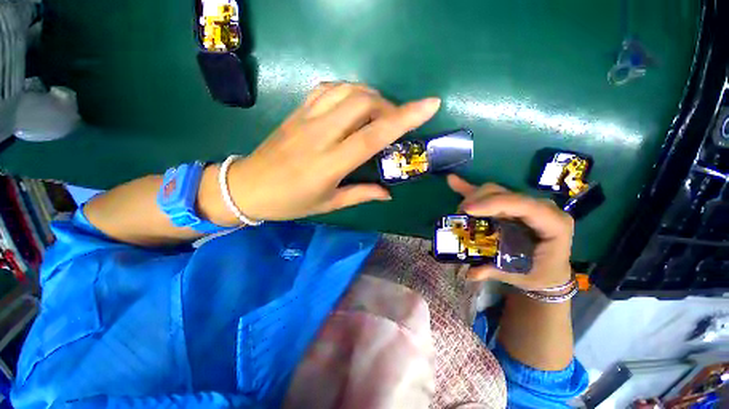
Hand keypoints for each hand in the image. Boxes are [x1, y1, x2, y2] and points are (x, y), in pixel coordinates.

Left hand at [227, 83, 440, 220]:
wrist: (247, 187)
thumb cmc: (290, 202)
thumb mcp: (329, 204)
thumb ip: (361, 194)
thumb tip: (388, 194)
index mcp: (330, 164)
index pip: (373, 135)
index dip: (404, 118)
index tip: (429, 104)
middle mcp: (320, 135)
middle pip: (363, 102)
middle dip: (388, 106)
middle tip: (394, 122)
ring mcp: (306, 119)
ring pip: (347, 90)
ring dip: (370, 96)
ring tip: (377, 113)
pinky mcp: (297, 111)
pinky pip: (328, 89)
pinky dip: (349, 91)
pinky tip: (354, 104)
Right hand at [447, 175, 573, 290]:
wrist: (549, 270)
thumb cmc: (541, 273)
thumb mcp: (522, 276)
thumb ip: (497, 272)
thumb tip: (471, 272)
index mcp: (553, 224)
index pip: (524, 206)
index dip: (494, 204)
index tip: (467, 210)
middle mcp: (540, 208)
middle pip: (505, 194)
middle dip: (478, 200)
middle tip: (459, 214)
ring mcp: (524, 204)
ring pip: (495, 191)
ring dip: (473, 198)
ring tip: (458, 211)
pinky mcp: (509, 205)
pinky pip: (488, 195)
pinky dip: (469, 188)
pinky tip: (452, 180)